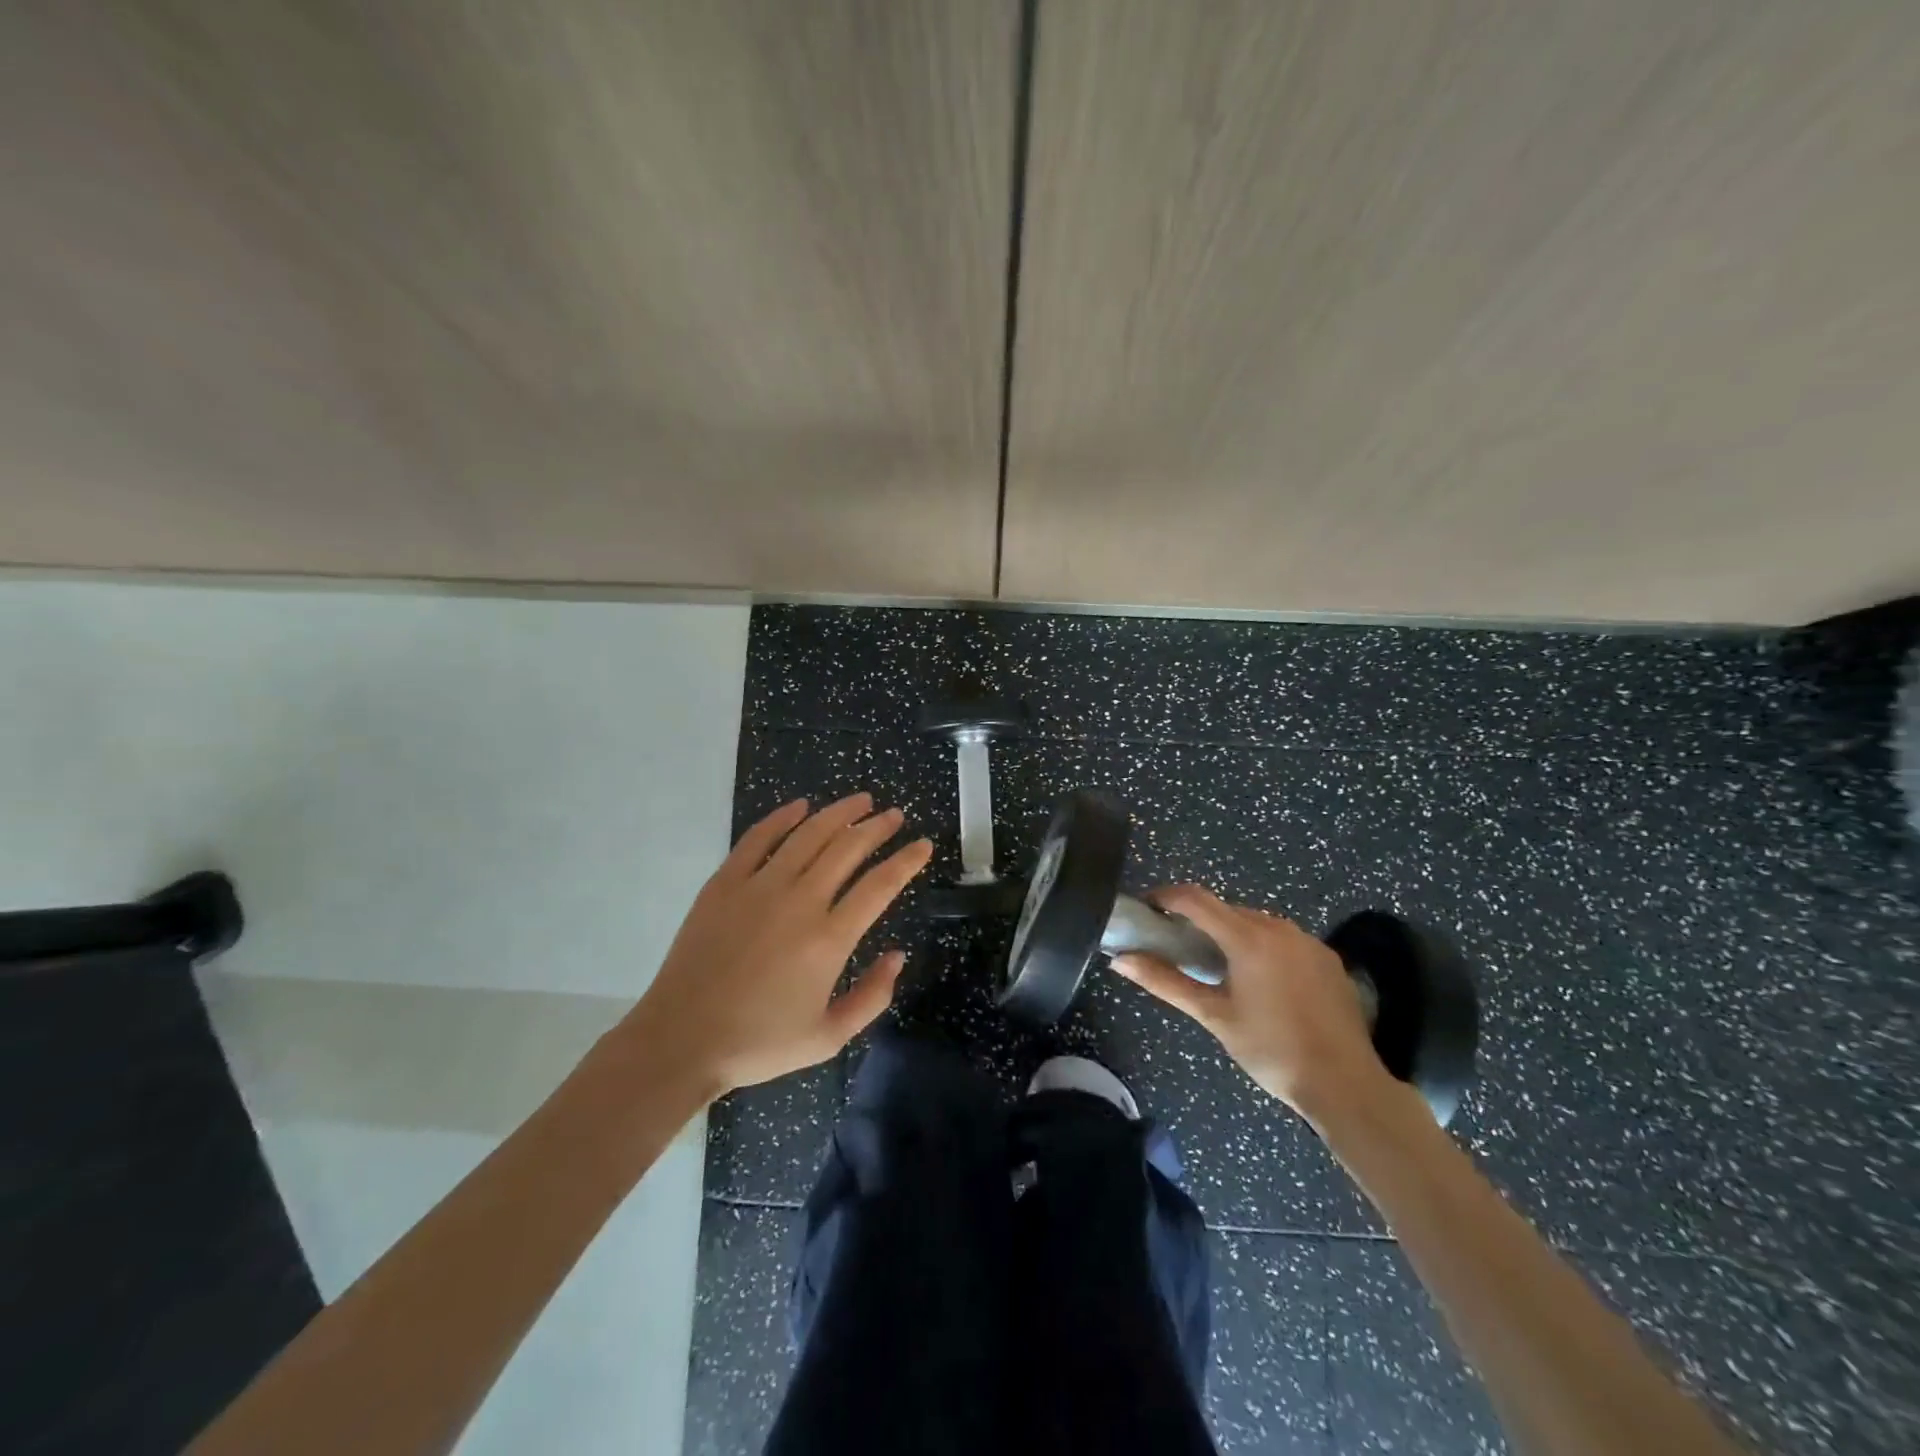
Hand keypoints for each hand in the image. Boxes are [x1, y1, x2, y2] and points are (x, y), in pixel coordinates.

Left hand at [623, 793, 931, 1095]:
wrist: (680, 1041)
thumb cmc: (758, 1044)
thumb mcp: (828, 1038)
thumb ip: (872, 997)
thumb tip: (898, 955)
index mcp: (829, 939)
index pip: (880, 885)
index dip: (907, 861)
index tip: (923, 845)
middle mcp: (800, 902)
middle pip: (848, 848)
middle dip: (878, 827)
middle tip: (894, 815)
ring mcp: (758, 887)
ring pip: (808, 834)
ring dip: (839, 812)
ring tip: (860, 800)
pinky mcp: (724, 883)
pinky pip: (757, 838)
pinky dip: (782, 818)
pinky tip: (799, 806)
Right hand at [1110, 884, 1400, 1120]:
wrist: (1346, 1085)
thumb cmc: (1271, 1050)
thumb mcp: (1213, 1016)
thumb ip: (1165, 982)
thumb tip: (1119, 960)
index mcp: (1248, 938)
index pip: (1195, 898)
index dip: (1165, 897)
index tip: (1147, 911)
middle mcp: (1279, 927)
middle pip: (1225, 909)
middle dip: (1198, 921)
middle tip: (1178, 948)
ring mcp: (1307, 940)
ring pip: (1255, 923)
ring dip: (1230, 934)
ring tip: (1218, 969)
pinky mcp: (1327, 957)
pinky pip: (1283, 939)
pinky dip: (1262, 948)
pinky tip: (1261, 982)